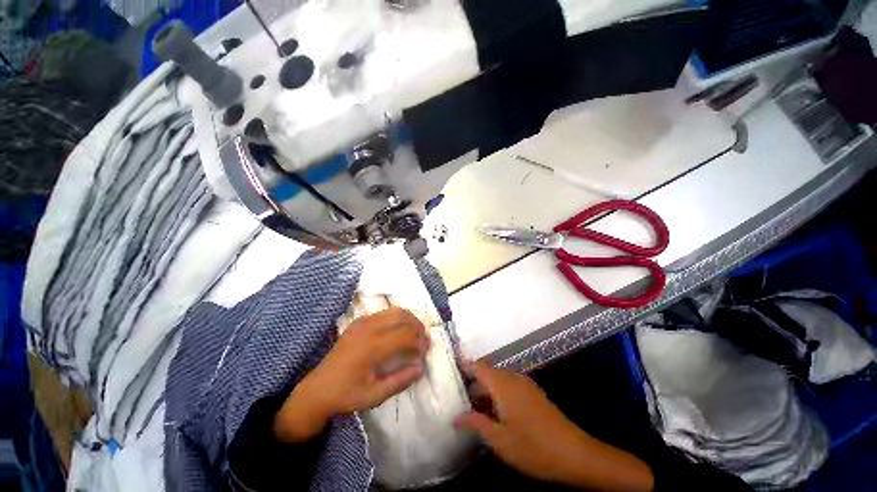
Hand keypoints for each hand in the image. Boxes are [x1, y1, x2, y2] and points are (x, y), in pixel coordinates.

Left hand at [274, 308, 429, 442]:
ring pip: (394, 310)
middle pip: (402, 315)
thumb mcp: (375, 396)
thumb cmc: (347, 395)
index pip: (405, 335)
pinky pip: (384, 313)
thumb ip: (400, 381)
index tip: (426, 351)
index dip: (420, 341)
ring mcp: (362, 322)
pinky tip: (397, 331)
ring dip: (408, 319)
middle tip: (423, 339)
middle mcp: (368, 328)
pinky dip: (396, 318)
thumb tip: (422, 367)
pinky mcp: (359, 321)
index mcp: (371, 347)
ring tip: (414, 333)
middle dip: (417, 325)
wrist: (318, 388)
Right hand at [458, 362, 653, 491]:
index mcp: (503, 383)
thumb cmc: (533, 446)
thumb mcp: (499, 439)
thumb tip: (456, 417)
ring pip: (499, 380)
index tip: (450, 370)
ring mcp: (525, 385)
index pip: (478, 366)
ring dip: (485, 390)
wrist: (575, 454)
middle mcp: (513, 378)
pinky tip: (494, 413)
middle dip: (473, 381)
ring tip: (472, 407)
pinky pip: (509, 387)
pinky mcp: (533, 394)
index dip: (464, 365)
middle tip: (458, 394)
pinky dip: (498, 395)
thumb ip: (476, 423)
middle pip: (488, 372)